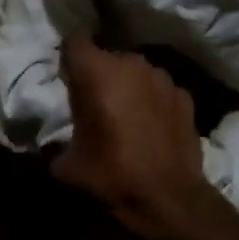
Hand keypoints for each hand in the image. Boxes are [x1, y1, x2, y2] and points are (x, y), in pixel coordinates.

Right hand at [51, 35, 217, 239]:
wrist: (170, 198)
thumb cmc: (113, 174)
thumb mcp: (68, 165)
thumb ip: (55, 145)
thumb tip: (54, 147)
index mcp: (97, 73)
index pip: (75, 40)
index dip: (68, 56)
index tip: (67, 76)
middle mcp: (131, 64)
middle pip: (107, 57)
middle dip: (98, 75)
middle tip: (93, 103)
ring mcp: (162, 77)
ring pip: (135, 72)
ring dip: (127, 86)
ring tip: (125, 115)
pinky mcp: (184, 95)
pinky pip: (159, 89)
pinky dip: (152, 101)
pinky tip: (151, 126)